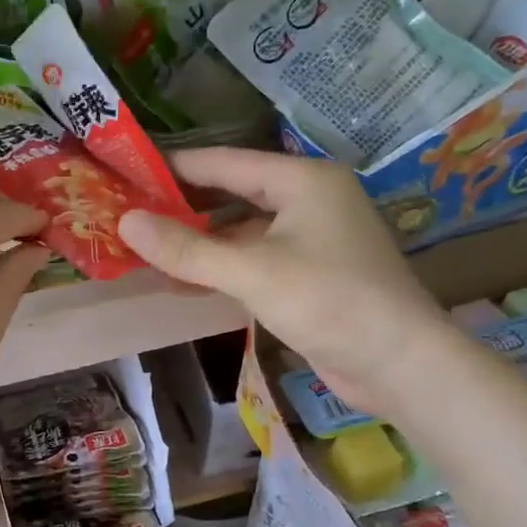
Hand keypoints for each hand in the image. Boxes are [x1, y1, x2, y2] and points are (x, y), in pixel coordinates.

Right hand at [116, 148, 455, 411]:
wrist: (401, 364)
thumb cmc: (329, 301)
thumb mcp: (251, 272)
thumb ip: (187, 248)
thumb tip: (125, 222)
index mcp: (302, 180)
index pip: (224, 163)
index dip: (174, 169)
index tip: (128, 174)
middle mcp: (308, 200)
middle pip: (232, 195)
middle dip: (183, 208)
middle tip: (129, 214)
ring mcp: (312, 238)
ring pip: (241, 232)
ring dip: (199, 243)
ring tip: (145, 251)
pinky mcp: (311, 274)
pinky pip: (254, 260)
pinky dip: (221, 268)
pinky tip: (182, 282)